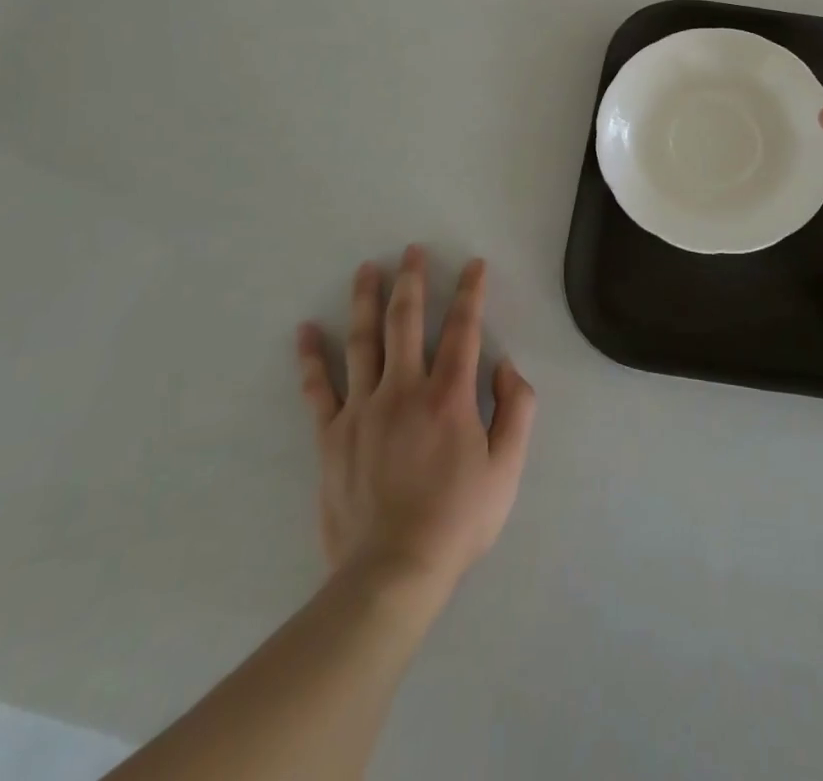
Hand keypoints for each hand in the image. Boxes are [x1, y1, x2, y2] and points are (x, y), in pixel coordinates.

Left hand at [295, 246, 535, 600]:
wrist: (392, 573)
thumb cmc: (458, 519)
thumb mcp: (507, 467)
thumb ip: (517, 408)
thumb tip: (506, 365)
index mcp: (449, 396)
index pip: (463, 328)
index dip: (471, 292)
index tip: (474, 264)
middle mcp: (404, 390)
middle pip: (407, 322)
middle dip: (412, 281)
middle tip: (411, 251)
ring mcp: (362, 410)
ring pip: (363, 342)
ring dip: (366, 301)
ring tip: (366, 269)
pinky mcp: (332, 436)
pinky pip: (318, 389)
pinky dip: (310, 358)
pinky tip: (305, 330)